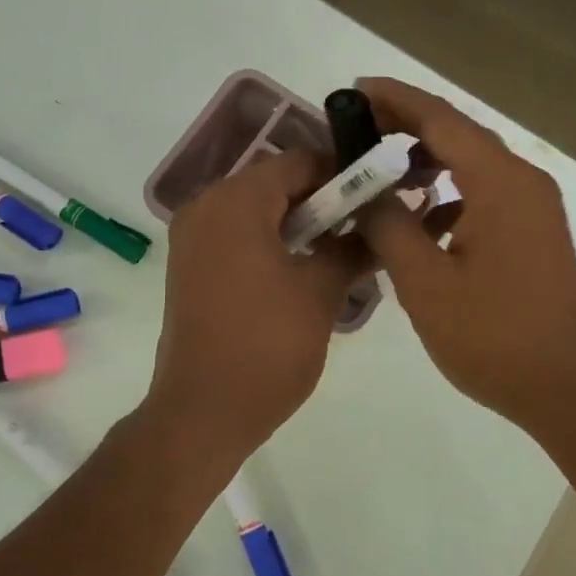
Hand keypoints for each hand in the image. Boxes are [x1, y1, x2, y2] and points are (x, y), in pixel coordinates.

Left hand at [144, 150, 368, 469]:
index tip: (381, 195)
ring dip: (302, 223)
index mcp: (235, 201)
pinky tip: (308, 269)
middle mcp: (206, 207)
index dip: (344, 174)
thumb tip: (384, 225)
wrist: (203, 413)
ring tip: (345, 249)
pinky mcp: (191, 267)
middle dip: (325, 200)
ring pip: (258, 211)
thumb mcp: (322, 292)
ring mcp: (193, 238)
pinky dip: (274, 242)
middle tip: (368, 224)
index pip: (300, 162)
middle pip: (277, 184)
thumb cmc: (267, 346)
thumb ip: (354, 247)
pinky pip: (239, 236)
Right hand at [356, 78, 575, 438]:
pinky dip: (449, 196)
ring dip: (427, 163)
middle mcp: (523, 181)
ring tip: (378, 173)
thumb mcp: (425, 283)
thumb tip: (366, 190)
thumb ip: (389, 226)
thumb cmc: (494, 336)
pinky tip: (420, 220)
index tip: (354, 89)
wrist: (568, 388)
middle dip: (406, 127)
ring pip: (472, 166)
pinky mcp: (535, 233)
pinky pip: (485, 195)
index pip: (440, 119)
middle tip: (356, 129)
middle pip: (459, 136)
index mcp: (499, 182)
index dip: (395, 100)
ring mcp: (534, 208)